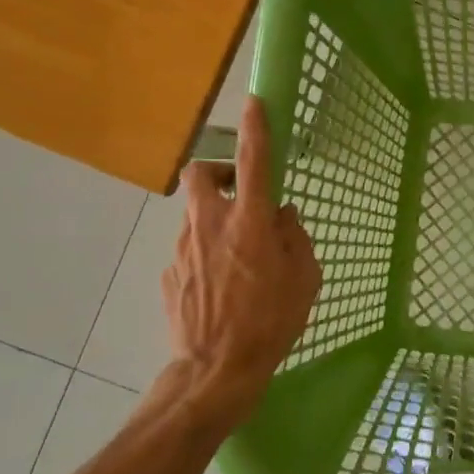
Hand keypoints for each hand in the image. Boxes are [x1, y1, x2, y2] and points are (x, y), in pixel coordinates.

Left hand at [154, 96, 320, 425]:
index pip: (254, 161)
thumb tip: (282, 216)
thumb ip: (295, 238)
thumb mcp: (304, 278)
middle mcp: (211, 225)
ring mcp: (183, 249)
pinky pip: (190, 249)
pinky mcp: (168, 274)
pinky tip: (219, 286)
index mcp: (250, 222)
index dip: (256, 128)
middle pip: (199, 173)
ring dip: (215, 219)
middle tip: (238, 192)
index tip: (254, 103)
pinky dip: (205, 254)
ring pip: (195, 214)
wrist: (216, 371)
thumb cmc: (272, 322)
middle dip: (217, 171)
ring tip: (236, 257)